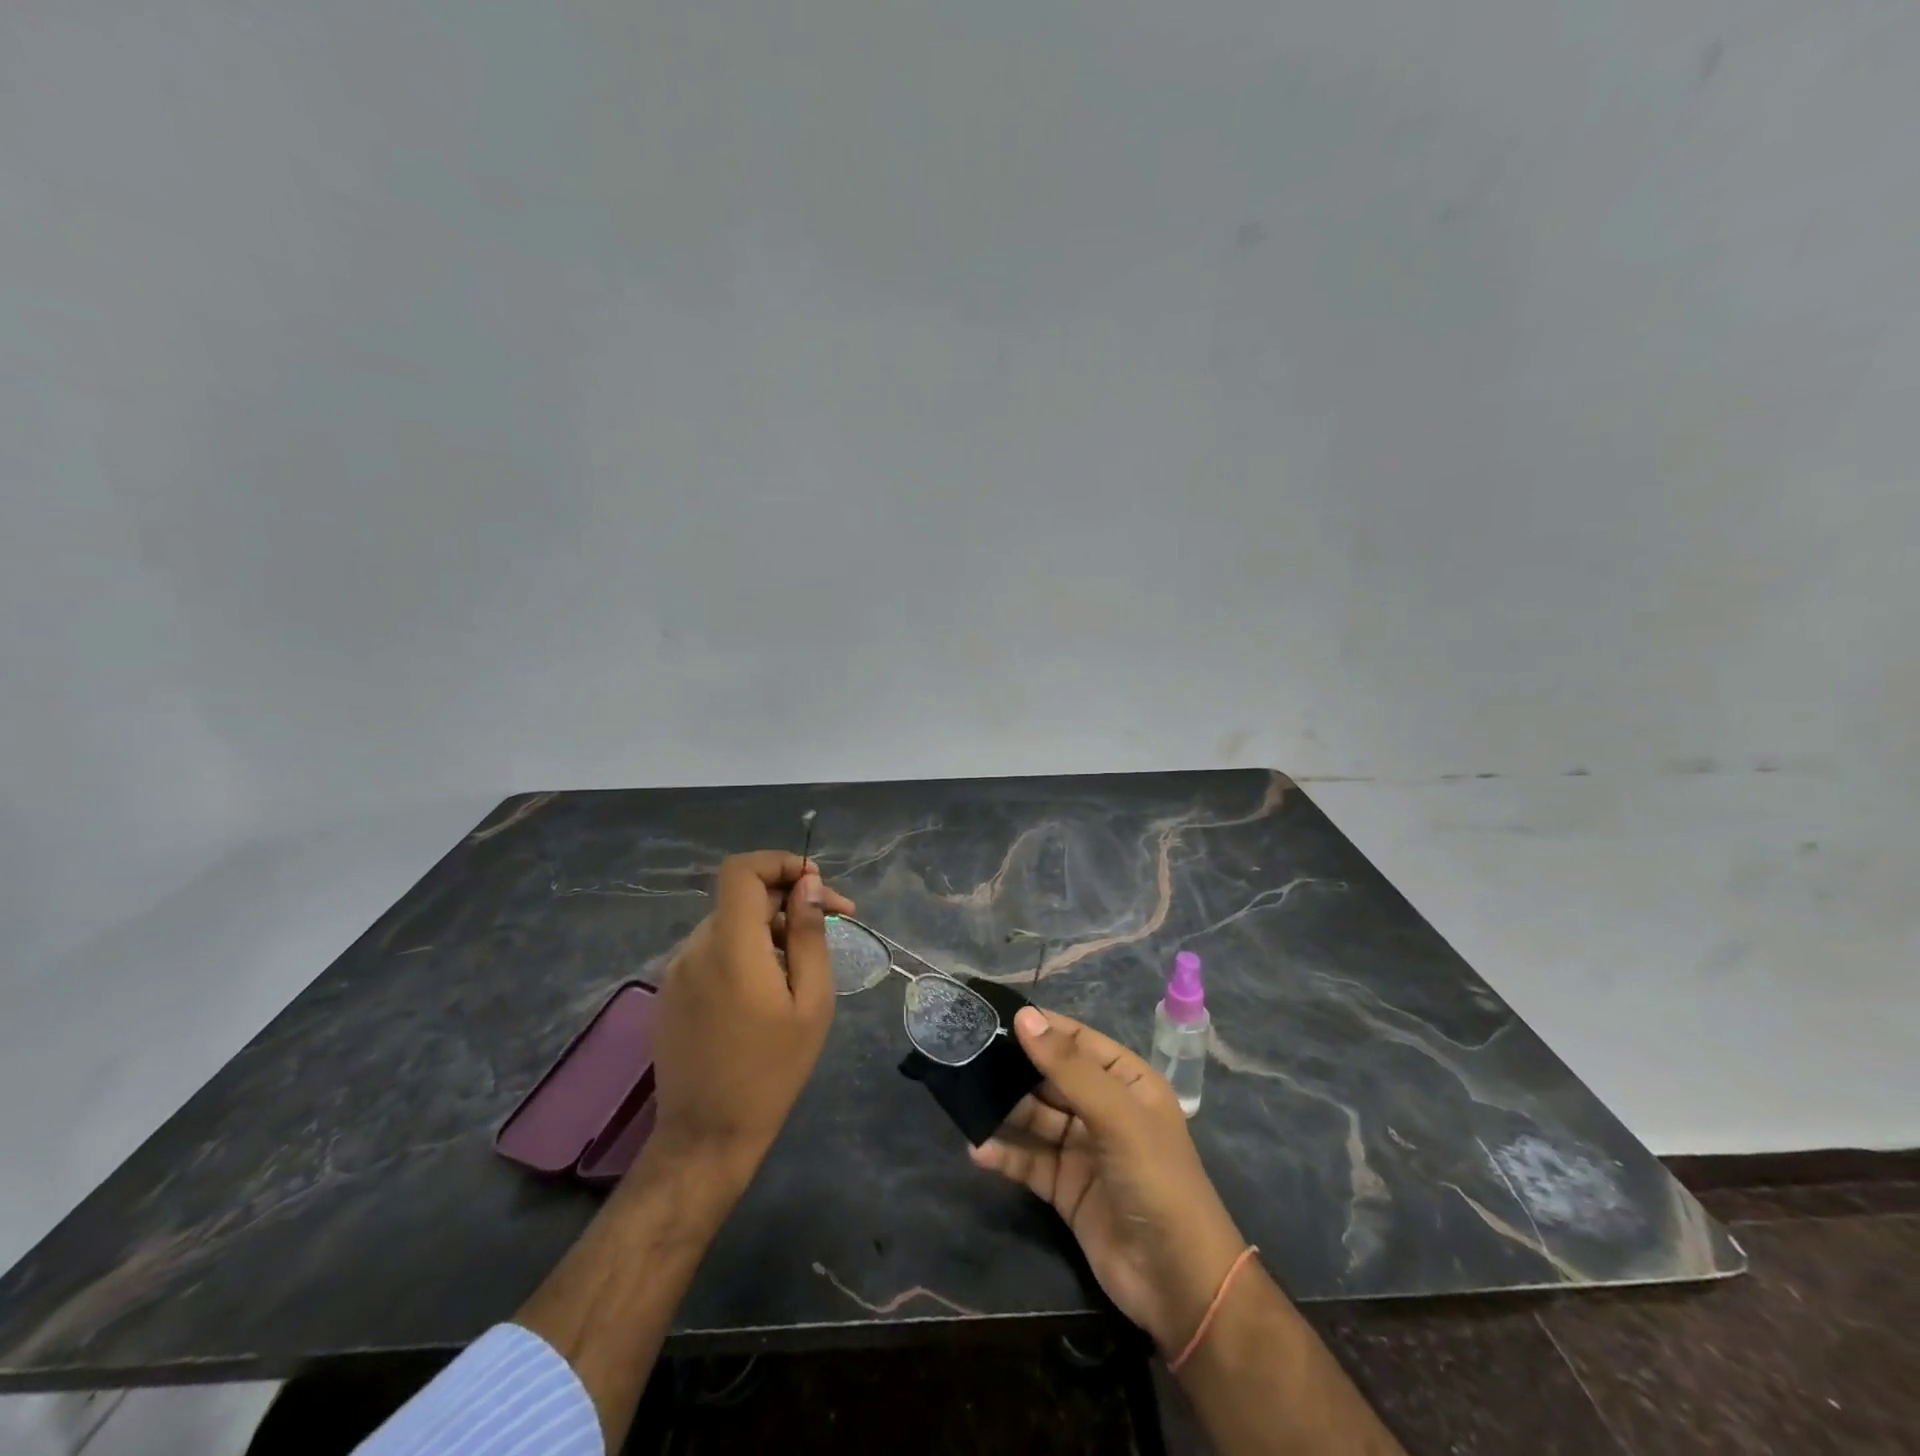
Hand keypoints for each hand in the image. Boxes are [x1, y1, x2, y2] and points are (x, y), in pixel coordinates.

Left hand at [648, 851, 855, 1188]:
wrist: (707, 1137)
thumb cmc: (771, 1071)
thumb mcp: (811, 1002)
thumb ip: (808, 934)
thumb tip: (807, 884)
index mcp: (730, 946)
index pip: (742, 870)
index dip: (780, 862)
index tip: (816, 884)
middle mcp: (695, 948)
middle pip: (741, 896)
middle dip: (788, 898)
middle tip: (832, 921)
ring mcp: (676, 970)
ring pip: (728, 923)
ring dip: (767, 925)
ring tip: (803, 959)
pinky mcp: (669, 992)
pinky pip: (711, 950)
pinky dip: (743, 948)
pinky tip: (767, 983)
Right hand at [971, 1008, 1247, 1354]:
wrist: (1179, 1283)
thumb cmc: (1156, 1179)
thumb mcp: (1116, 1115)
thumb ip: (1067, 1068)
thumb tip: (1024, 1017)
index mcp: (1126, 1080)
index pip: (1076, 1041)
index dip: (1039, 1027)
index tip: (991, 1016)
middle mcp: (1103, 1108)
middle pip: (1050, 1078)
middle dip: (1013, 1068)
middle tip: (966, 1055)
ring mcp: (1083, 1149)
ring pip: (1035, 1118)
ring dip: (1003, 1110)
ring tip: (964, 1098)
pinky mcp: (1065, 1188)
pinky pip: (1029, 1161)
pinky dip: (1005, 1155)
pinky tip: (977, 1150)